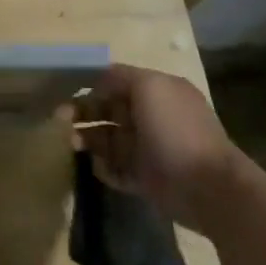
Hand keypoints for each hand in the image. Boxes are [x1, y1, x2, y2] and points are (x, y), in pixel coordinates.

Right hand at [76, 64, 245, 232]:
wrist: (207, 187)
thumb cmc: (176, 130)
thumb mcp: (150, 86)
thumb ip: (120, 77)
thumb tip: (96, 80)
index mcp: (156, 92)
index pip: (115, 82)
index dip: (89, 84)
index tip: (63, 90)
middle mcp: (150, 117)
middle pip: (107, 110)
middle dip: (82, 112)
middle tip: (58, 120)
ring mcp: (147, 149)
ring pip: (107, 139)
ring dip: (86, 139)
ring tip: (72, 144)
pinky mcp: (144, 179)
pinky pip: (114, 169)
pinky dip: (102, 167)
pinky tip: (95, 166)